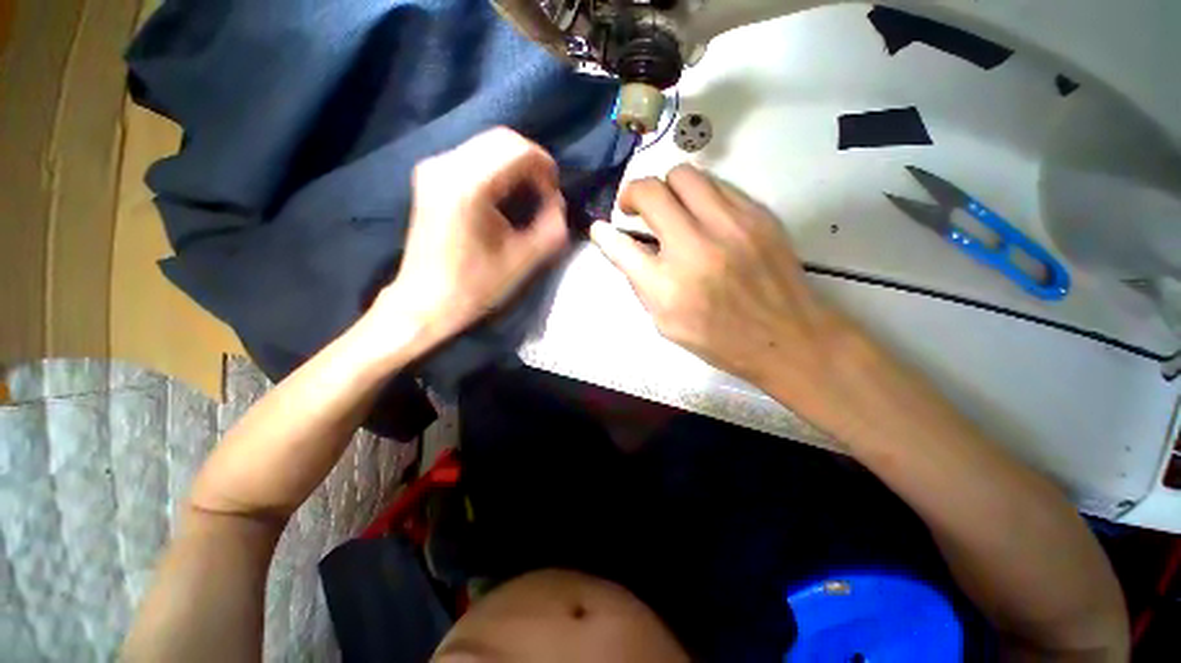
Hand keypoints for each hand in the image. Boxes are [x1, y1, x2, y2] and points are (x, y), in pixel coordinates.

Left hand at [371, 128, 569, 351]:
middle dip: (533, 163)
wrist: (426, 302)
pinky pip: (473, 156)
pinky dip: (498, 168)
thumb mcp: (524, 260)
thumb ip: (552, 226)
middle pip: (502, 139)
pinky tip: (506, 195)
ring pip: (488, 145)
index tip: (555, 195)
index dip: (546, 167)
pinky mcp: (430, 177)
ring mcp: (433, 168)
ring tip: (530, 195)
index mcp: (468, 187)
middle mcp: (445, 165)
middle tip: (546, 194)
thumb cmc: (475, 287)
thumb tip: (557, 202)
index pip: (518, 150)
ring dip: (516, 165)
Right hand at [590, 165, 866, 419]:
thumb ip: (640, 283)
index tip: (601, 228)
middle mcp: (695, 247)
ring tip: (670, 209)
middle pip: (651, 190)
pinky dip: (699, 195)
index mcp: (667, 286)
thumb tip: (620, 246)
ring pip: (684, 175)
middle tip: (635, 210)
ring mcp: (730, 225)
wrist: (788, 337)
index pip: (621, 245)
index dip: (605, 233)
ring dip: (667, 189)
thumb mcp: (666, 324)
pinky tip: (702, 216)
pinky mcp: (757, 214)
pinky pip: (716, 185)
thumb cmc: (720, 339)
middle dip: (633, 195)